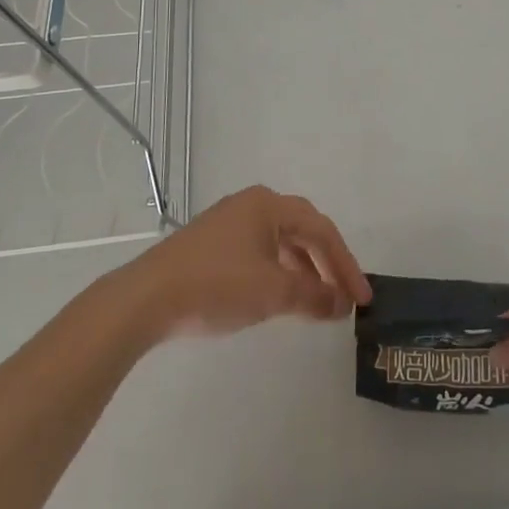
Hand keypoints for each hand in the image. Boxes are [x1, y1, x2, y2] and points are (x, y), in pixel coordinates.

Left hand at [116, 185, 371, 342]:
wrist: (146, 298)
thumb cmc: (216, 286)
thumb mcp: (273, 292)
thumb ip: (313, 296)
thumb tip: (341, 303)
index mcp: (268, 205)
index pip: (321, 230)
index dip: (346, 264)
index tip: (362, 298)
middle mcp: (251, 204)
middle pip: (302, 230)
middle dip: (327, 263)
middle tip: (344, 296)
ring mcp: (228, 222)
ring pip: (279, 241)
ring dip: (302, 269)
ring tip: (315, 301)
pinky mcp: (210, 243)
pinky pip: (258, 251)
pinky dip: (277, 272)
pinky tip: (277, 296)